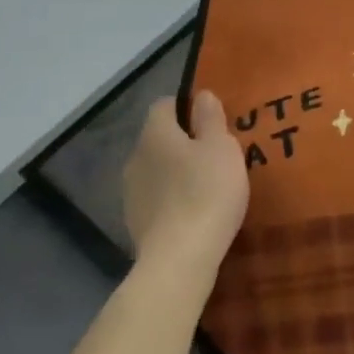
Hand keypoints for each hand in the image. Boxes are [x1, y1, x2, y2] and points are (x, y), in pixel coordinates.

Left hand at [122, 92, 249, 284]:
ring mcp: (131, 193)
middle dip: (183, 142)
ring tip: (206, 185)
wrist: (179, 258)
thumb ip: (211, 118)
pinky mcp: (135, 222)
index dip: (186, 107)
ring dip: (176, 172)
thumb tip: (201, 95)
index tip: (211, 120)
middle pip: (159, 139)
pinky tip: (194, 212)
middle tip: (215, 154)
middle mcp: (136, 158)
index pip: (164, 105)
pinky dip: (172, 199)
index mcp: (155, 134)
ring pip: (156, 170)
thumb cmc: (206, 191)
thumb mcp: (221, 147)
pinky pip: (156, 199)